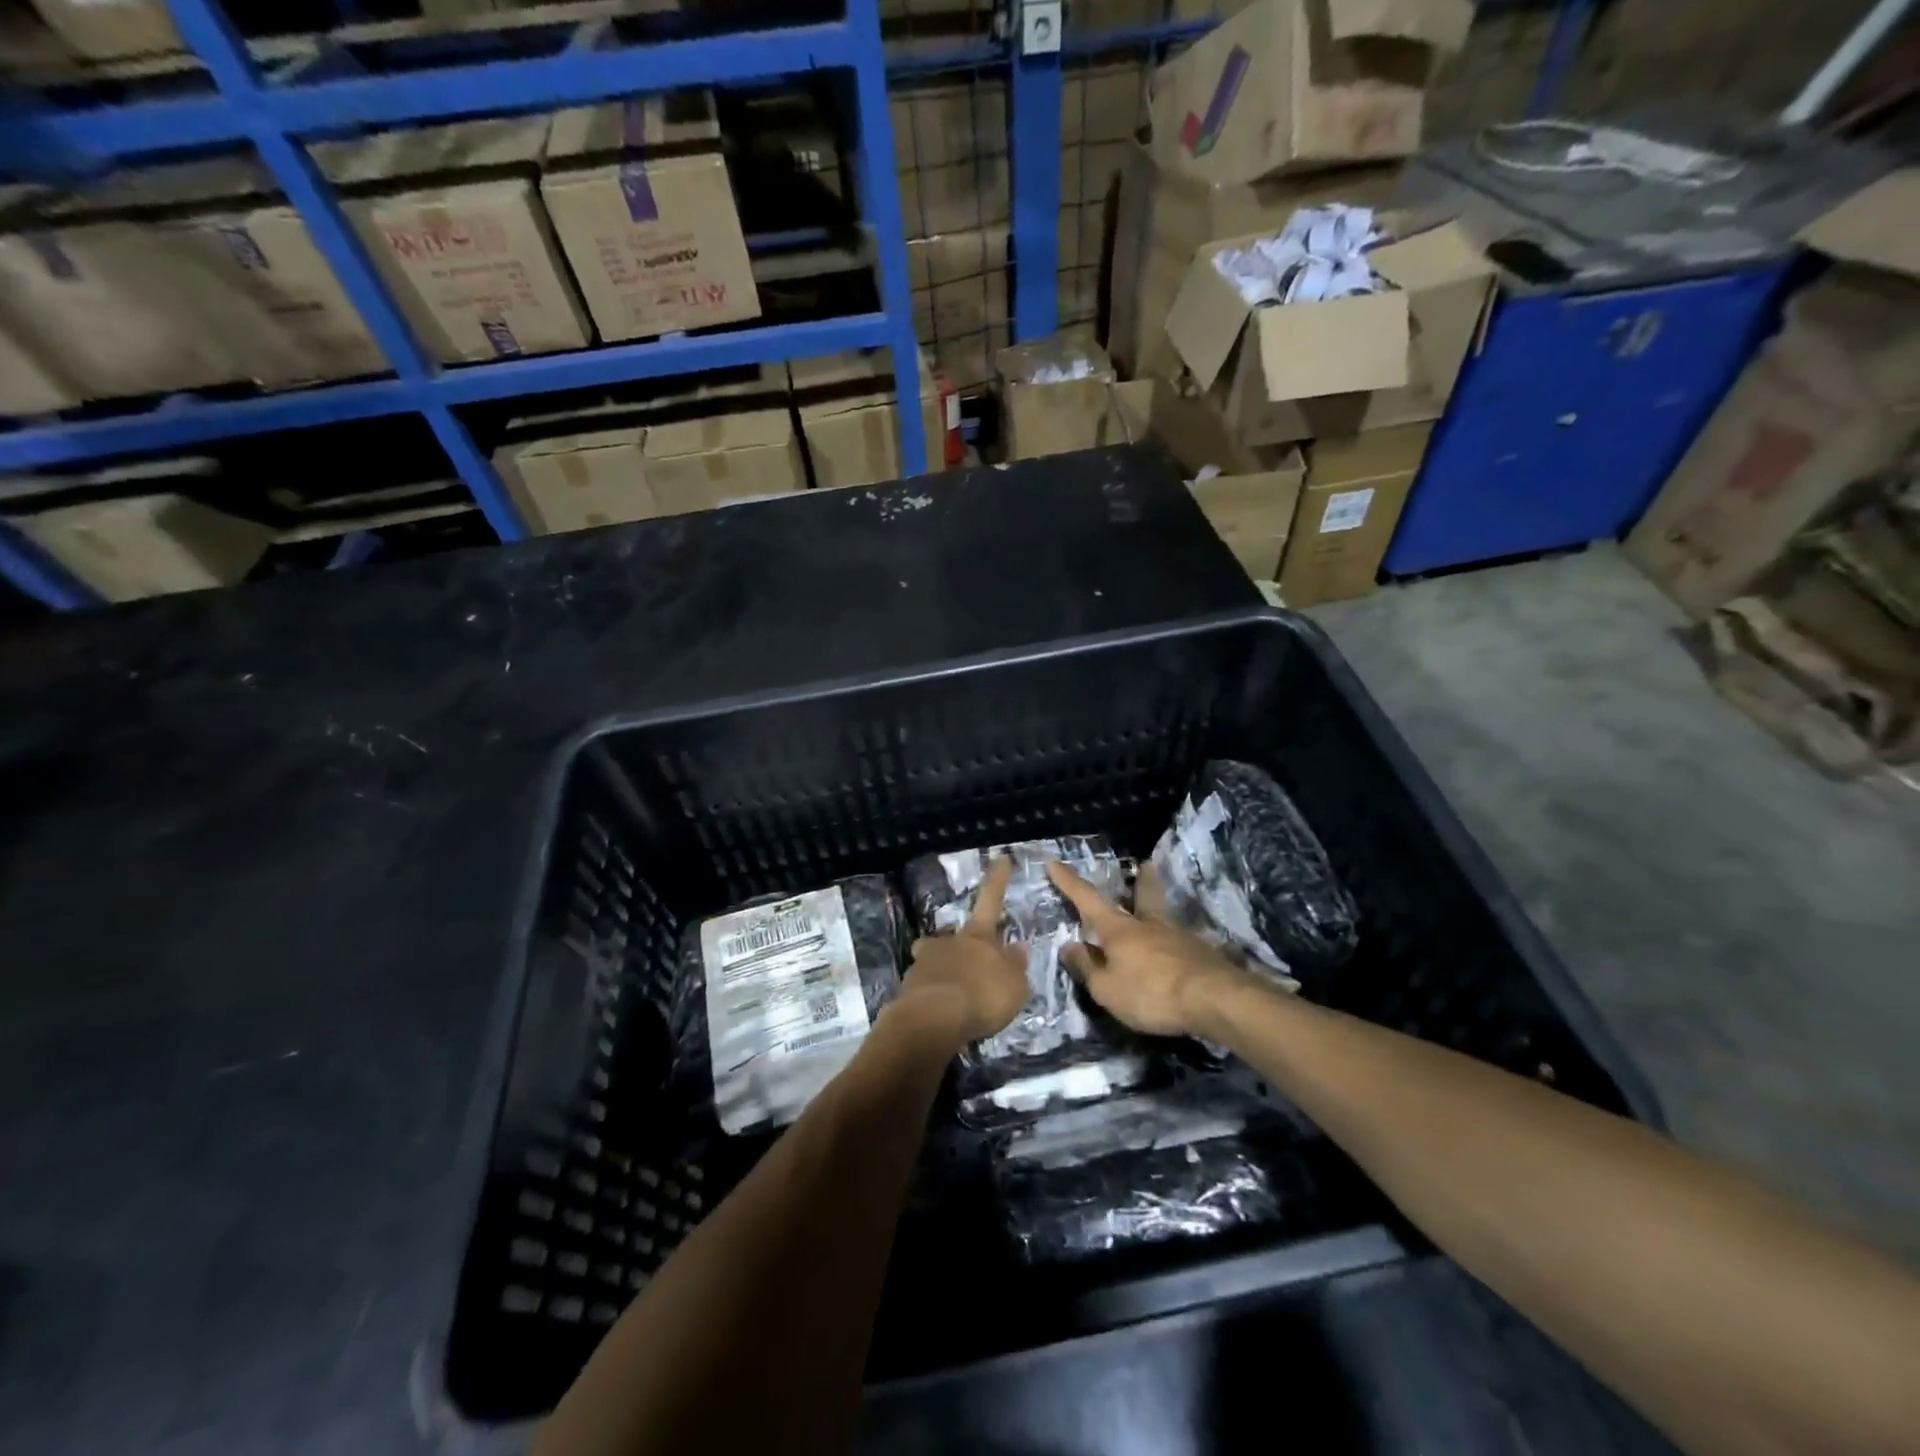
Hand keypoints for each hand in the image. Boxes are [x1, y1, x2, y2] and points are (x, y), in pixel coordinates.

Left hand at [897, 858, 1028, 1045]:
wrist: (933, 1020)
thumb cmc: (981, 996)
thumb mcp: (1014, 985)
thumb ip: (1015, 966)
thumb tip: (1017, 947)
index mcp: (977, 937)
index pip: (991, 900)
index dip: (998, 879)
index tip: (1001, 857)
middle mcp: (948, 942)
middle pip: (955, 938)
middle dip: (961, 949)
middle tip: (972, 972)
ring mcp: (923, 963)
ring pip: (934, 961)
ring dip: (944, 974)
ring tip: (954, 1000)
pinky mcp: (907, 989)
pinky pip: (924, 988)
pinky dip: (932, 997)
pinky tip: (940, 1016)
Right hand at [1046, 859, 1243, 1037]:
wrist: (1214, 1000)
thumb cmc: (1151, 993)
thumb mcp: (1107, 989)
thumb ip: (1087, 967)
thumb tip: (1069, 946)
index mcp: (1119, 929)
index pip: (1087, 899)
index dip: (1068, 882)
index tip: (1054, 861)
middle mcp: (1148, 925)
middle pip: (1143, 895)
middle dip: (1140, 881)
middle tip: (1145, 865)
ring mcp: (1179, 937)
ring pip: (1165, 917)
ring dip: (1159, 910)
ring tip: (1158, 913)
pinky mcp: (1202, 955)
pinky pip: (1182, 943)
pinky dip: (1175, 943)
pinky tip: (1178, 952)